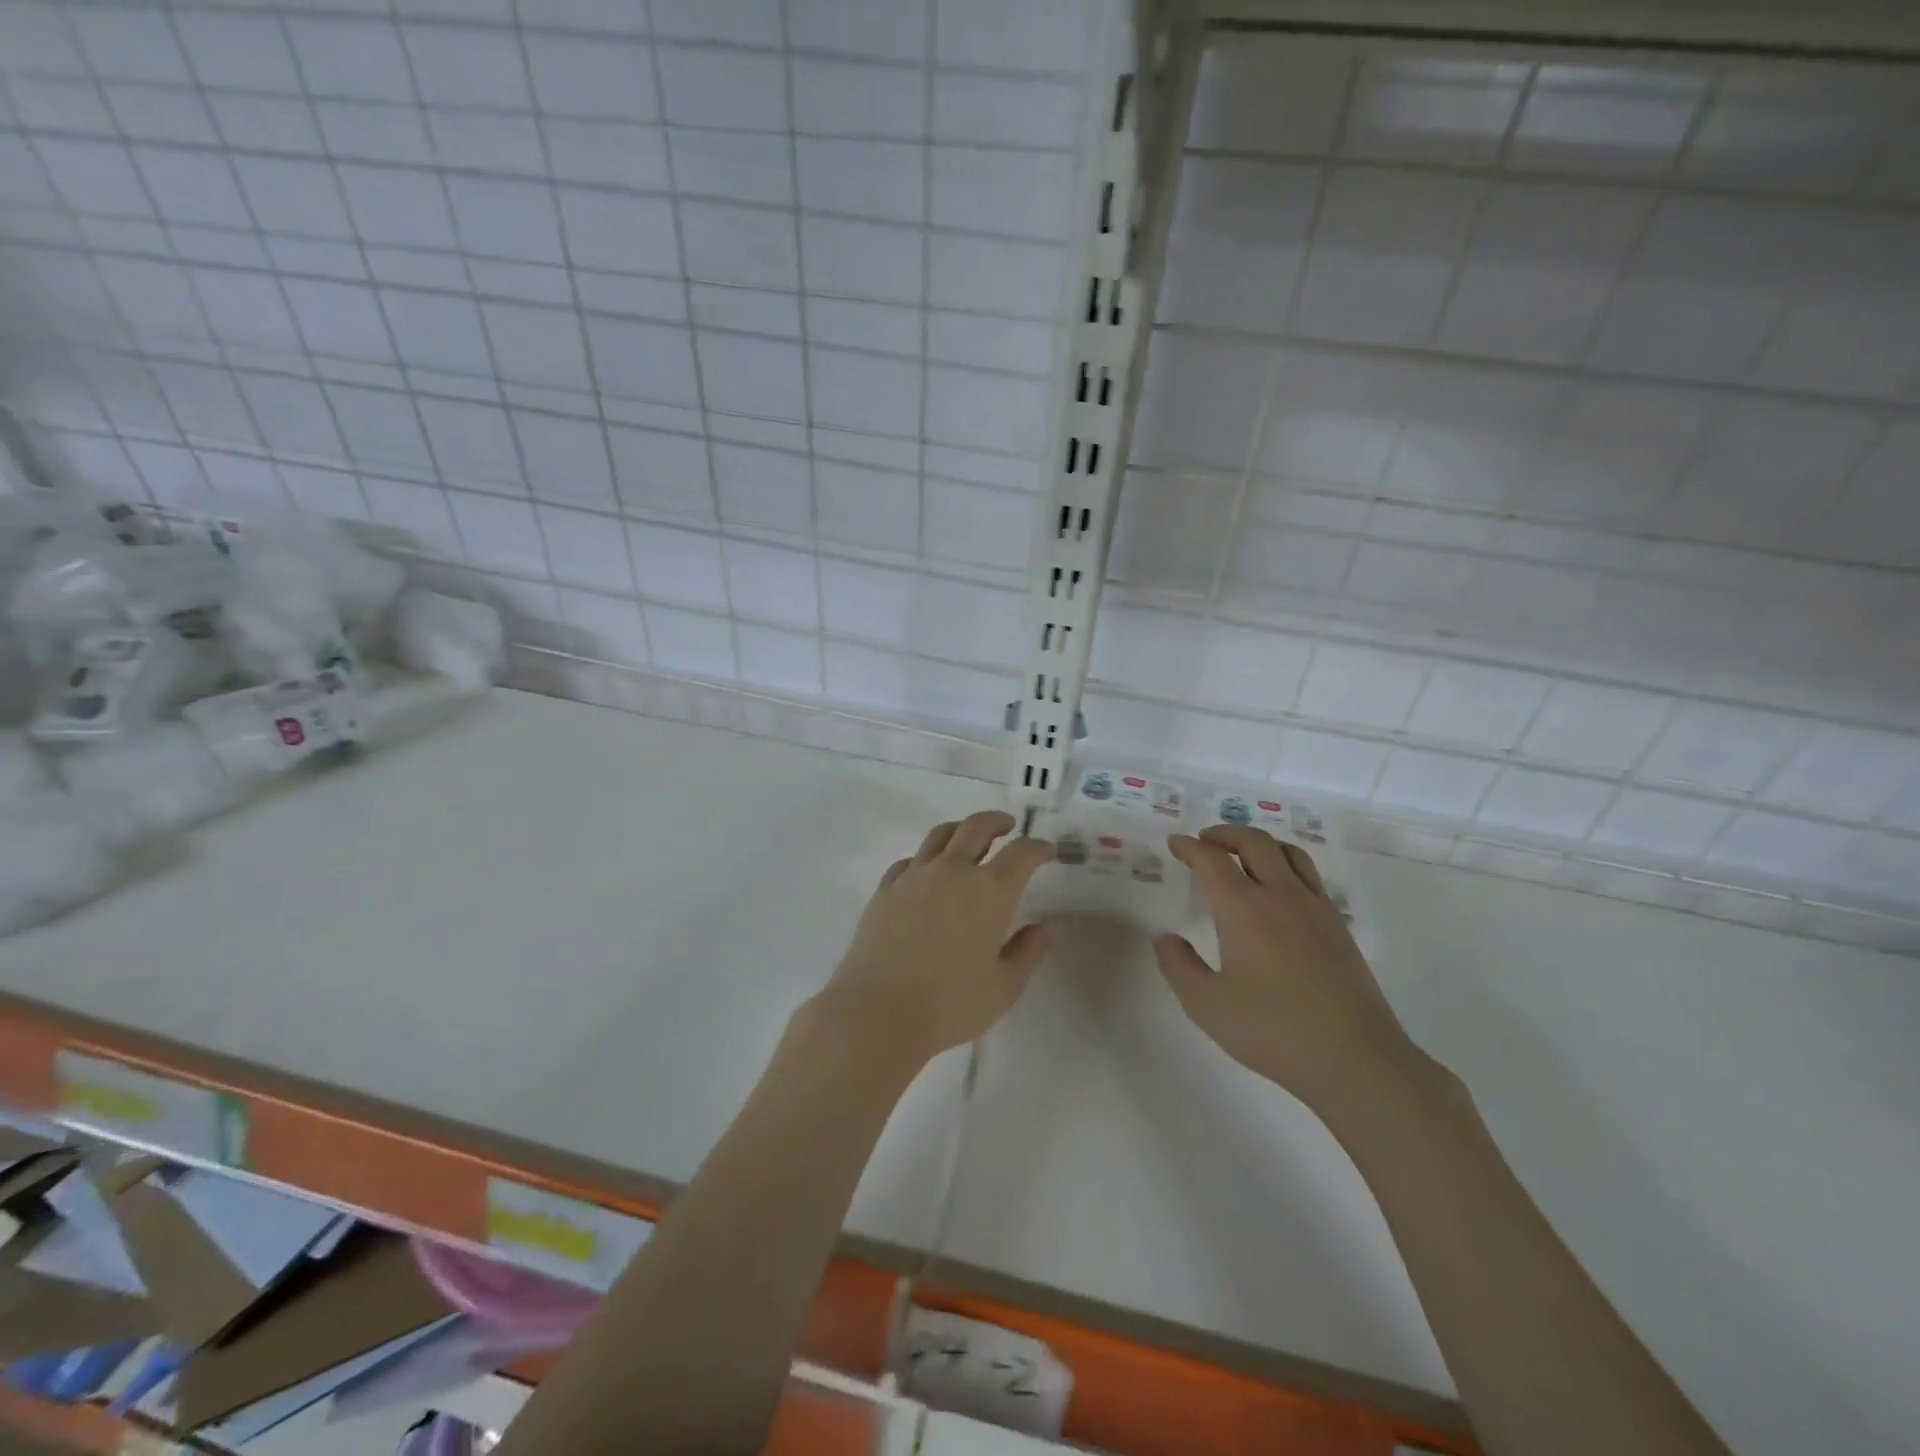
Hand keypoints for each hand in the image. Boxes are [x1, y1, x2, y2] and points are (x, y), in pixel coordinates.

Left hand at [816, 811, 1053, 1063]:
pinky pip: (909, 860)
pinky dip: (926, 858)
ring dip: (960, 829)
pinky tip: (927, 872)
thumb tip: (1044, 930)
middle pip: (977, 827)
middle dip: (997, 822)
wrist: (878, 1011)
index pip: (1021, 854)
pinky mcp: (886, 889)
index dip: (1038, 847)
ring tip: (968, 837)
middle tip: (1008, 826)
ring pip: (940, 835)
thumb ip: (1027, 953)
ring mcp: (915, 876)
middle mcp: (953, 871)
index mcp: (990, 890)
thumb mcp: (1004, 987)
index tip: (1047, 850)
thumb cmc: (951, 1004)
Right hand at [1155, 827, 1427, 1123]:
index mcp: (1243, 909)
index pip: (1211, 860)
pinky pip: (1308, 875)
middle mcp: (1280, 895)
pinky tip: (1278, 890)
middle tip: (1205, 842)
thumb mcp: (1206, 1005)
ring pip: (1287, 852)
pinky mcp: (1338, 925)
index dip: (1189, 847)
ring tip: (1242, 855)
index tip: (1175, 843)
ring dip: (1259, 843)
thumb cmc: (1273, 1031)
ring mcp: (1315, 908)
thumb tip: (1166, 938)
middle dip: (1225, 834)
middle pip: (1254, 842)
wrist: (1355, 1059)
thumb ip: (1178, 966)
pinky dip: (1285, 864)